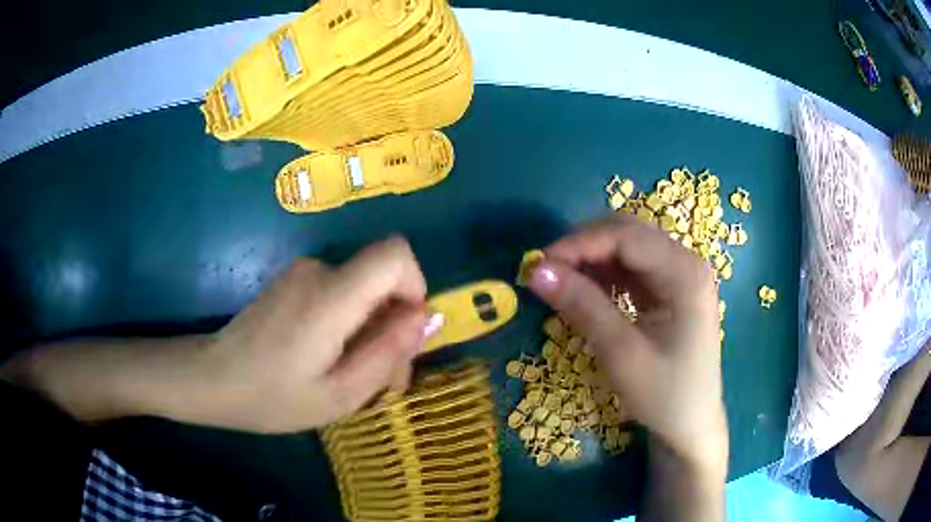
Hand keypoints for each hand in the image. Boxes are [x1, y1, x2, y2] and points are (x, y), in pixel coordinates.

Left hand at [189, 237, 430, 431]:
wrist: (212, 380)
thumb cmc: (272, 398)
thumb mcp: (339, 395)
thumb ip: (386, 354)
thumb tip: (425, 317)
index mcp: (329, 298)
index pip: (395, 254)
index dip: (415, 286)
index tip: (407, 331)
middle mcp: (318, 271)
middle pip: (382, 278)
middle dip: (394, 325)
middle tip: (385, 379)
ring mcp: (303, 272)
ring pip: (364, 289)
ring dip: (372, 330)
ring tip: (355, 376)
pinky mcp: (294, 280)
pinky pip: (341, 293)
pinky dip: (350, 324)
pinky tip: (332, 359)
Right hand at [527, 214, 726, 472]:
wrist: (690, 425)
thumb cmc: (664, 396)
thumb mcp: (621, 354)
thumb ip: (582, 306)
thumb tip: (536, 271)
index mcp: (686, 273)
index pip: (627, 237)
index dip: (579, 243)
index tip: (538, 264)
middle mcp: (686, 262)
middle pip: (628, 233)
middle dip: (584, 246)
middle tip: (546, 272)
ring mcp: (679, 275)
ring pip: (626, 247)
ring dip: (590, 259)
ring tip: (559, 282)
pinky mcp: (669, 289)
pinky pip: (630, 268)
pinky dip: (602, 274)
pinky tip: (583, 290)